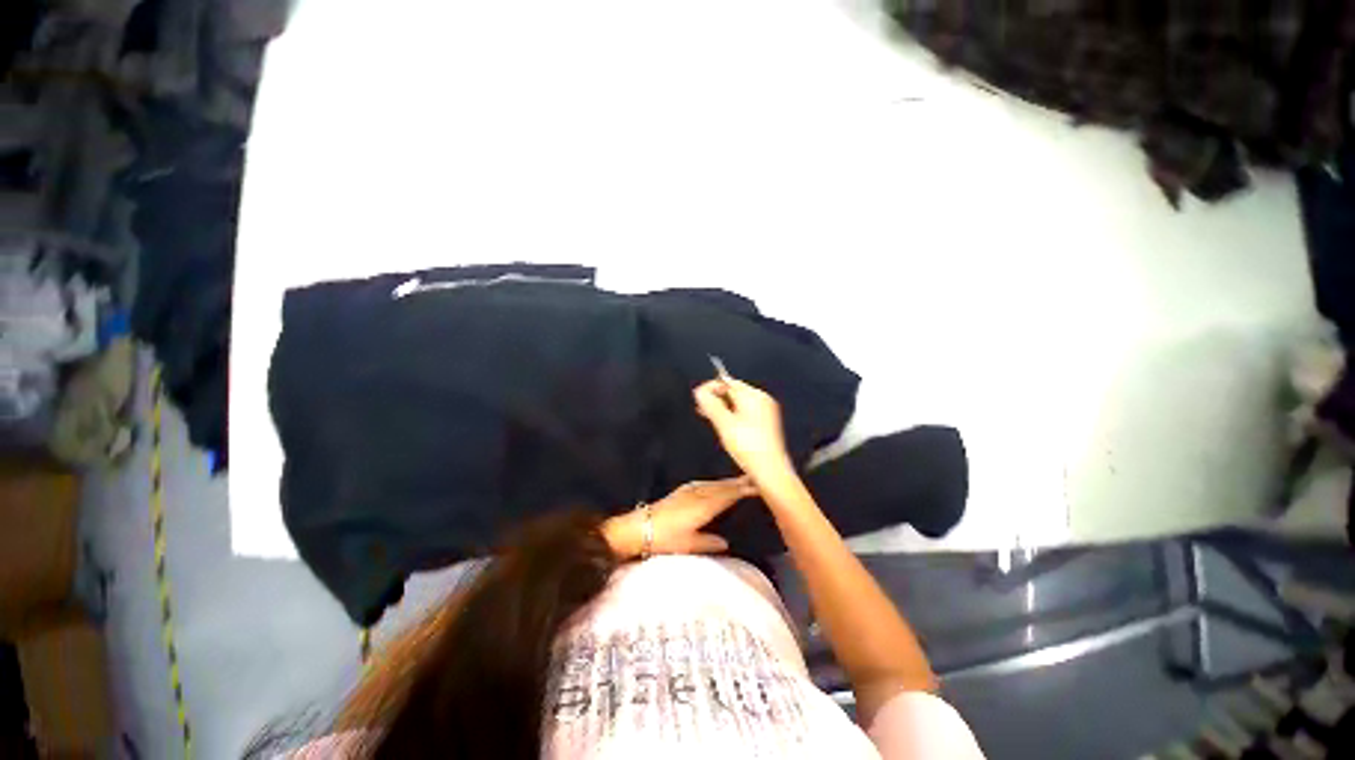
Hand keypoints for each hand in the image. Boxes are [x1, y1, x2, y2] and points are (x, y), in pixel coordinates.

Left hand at [603, 477, 755, 558]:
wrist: (639, 527)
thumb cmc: (665, 538)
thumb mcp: (690, 545)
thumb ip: (710, 543)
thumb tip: (726, 542)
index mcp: (704, 505)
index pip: (729, 494)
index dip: (743, 489)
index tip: (758, 485)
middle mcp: (699, 493)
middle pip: (723, 485)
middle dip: (739, 482)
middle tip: (755, 478)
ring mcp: (689, 490)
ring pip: (714, 483)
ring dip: (728, 481)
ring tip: (741, 480)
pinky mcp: (681, 491)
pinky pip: (704, 483)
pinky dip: (715, 483)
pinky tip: (716, 484)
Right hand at [693, 378, 795, 486]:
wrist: (770, 471)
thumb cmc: (749, 448)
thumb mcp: (724, 424)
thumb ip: (710, 404)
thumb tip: (699, 391)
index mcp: (754, 396)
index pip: (728, 382)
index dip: (711, 388)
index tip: (699, 398)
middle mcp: (762, 400)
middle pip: (733, 391)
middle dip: (717, 398)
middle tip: (702, 408)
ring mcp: (765, 411)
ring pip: (738, 402)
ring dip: (723, 407)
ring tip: (710, 417)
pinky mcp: (765, 423)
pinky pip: (745, 412)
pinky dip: (732, 415)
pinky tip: (725, 425)